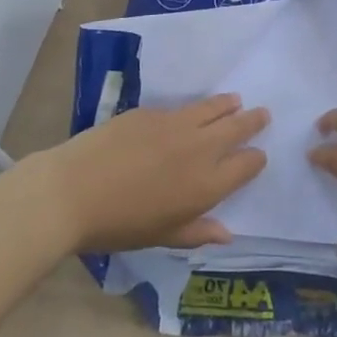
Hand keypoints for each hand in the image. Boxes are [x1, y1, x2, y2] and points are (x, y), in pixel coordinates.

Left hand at [39, 93, 267, 252]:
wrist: (73, 191)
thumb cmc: (119, 225)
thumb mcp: (162, 236)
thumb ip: (198, 231)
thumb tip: (227, 234)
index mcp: (207, 184)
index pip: (246, 165)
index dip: (255, 159)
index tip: (257, 156)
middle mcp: (200, 148)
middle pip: (237, 128)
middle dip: (252, 121)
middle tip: (262, 113)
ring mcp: (176, 124)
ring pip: (212, 108)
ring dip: (228, 105)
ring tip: (236, 100)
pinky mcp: (152, 111)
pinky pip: (181, 108)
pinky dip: (193, 109)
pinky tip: (189, 112)